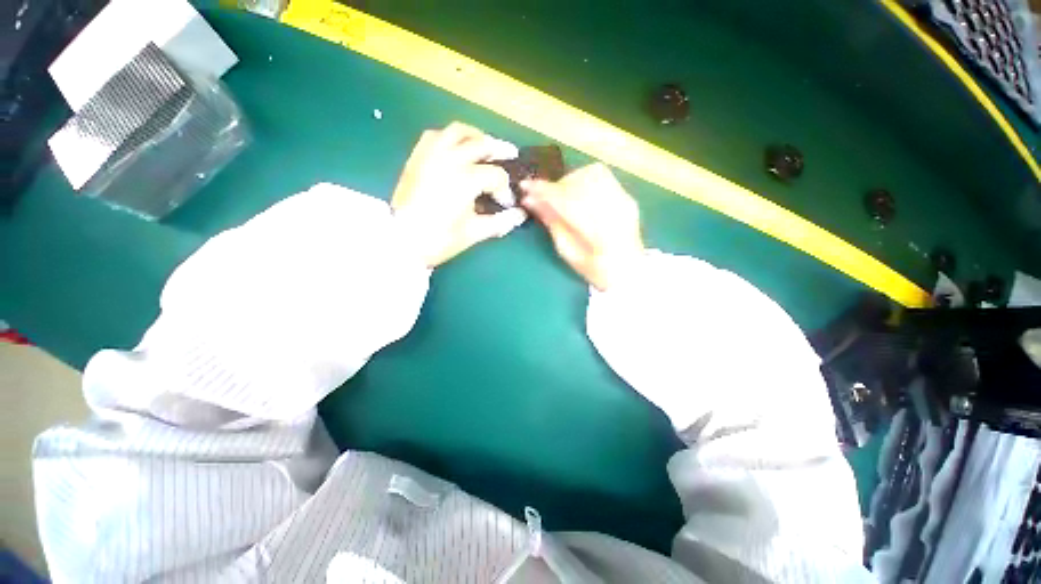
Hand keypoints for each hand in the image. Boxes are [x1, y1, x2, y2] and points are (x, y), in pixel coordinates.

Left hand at [392, 122, 526, 267]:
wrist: (400, 241)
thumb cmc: (440, 239)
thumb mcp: (474, 232)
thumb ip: (501, 222)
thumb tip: (520, 215)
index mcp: (466, 179)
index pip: (496, 176)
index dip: (505, 190)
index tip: (505, 204)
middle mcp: (450, 159)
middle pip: (482, 144)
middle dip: (500, 150)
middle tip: (510, 156)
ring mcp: (431, 154)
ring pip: (458, 131)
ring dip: (476, 136)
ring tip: (485, 145)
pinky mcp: (417, 157)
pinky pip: (436, 135)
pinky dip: (450, 137)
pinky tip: (456, 148)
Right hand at [521, 163, 644, 290]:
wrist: (628, 271)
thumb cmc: (594, 269)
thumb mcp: (567, 252)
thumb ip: (552, 223)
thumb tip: (531, 200)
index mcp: (598, 233)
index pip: (566, 201)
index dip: (543, 191)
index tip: (525, 187)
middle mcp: (614, 211)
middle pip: (578, 183)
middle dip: (554, 186)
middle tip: (540, 195)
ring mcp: (624, 201)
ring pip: (591, 174)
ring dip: (569, 181)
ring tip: (560, 195)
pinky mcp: (627, 196)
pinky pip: (603, 176)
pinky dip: (583, 179)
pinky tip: (576, 192)